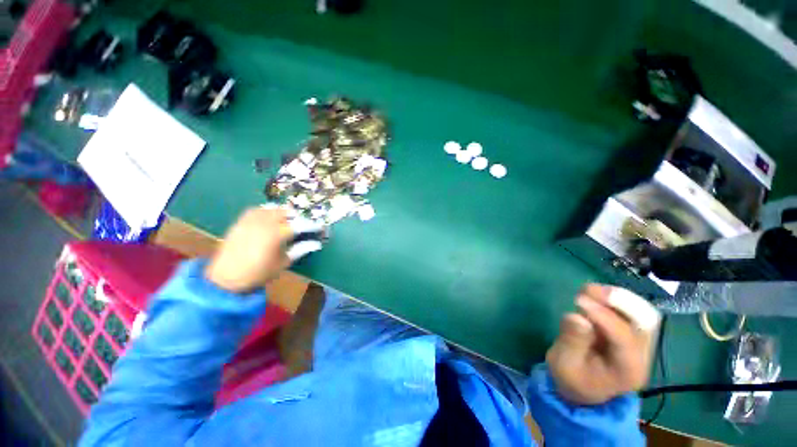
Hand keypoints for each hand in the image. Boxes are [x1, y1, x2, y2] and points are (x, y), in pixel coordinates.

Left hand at [205, 207, 314, 292]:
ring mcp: (251, 220)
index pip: (300, 224)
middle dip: (298, 216)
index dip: (312, 225)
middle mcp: (265, 222)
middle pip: (287, 212)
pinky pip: (257, 209)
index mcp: (277, 234)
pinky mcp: (241, 221)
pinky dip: (267, 211)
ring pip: (273, 208)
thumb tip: (317, 243)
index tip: (320, 226)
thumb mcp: (283, 263)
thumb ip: (300, 249)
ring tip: (289, 220)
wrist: (225, 279)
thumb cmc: (258, 273)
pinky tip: (270, 218)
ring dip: (283, 212)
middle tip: (304, 224)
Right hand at [546, 284, 656, 404]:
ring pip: (641, 312)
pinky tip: (594, 295)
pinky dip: (614, 299)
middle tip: (589, 290)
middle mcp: (641, 355)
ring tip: (589, 290)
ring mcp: (639, 342)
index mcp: (628, 370)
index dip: (603, 316)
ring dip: (617, 297)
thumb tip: (577, 316)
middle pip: (645, 322)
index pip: (624, 338)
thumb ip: (572, 341)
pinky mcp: (630, 332)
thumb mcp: (565, 365)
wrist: (582, 387)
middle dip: (619, 301)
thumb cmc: (572, 378)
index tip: (579, 300)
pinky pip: (631, 310)